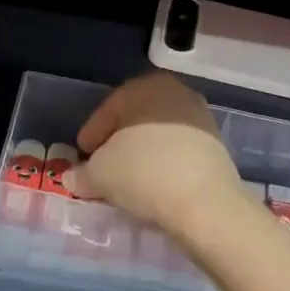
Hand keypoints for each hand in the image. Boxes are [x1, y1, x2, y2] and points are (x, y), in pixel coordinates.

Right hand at [71, 73, 243, 241]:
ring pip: (159, 135)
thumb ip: (82, 173)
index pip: (109, 108)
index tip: (82, 156)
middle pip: (136, 119)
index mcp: (146, 87)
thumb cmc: (144, 173)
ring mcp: (201, 118)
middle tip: (102, 167)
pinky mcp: (216, 146)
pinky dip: (163, 164)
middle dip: (117, 142)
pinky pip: (179, 151)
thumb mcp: (99, 174)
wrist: (205, 203)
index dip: (91, 134)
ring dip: (141, 154)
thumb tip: (73, 177)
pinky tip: (153, 186)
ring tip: (127, 181)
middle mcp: (177, 93)